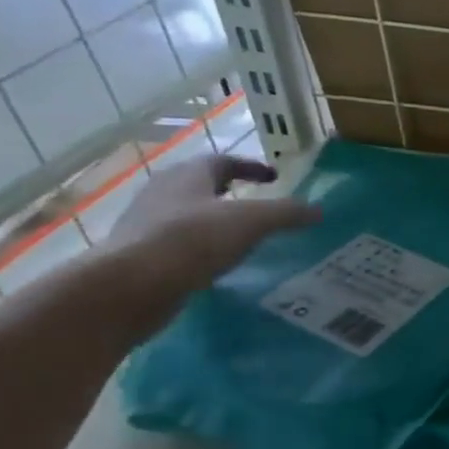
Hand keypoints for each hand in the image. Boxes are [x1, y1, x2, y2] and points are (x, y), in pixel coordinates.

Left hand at [107, 155, 317, 318]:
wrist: (129, 287)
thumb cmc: (193, 239)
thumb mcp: (253, 221)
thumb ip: (287, 213)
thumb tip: (318, 210)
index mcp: (188, 175)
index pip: (224, 161)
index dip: (251, 167)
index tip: (274, 178)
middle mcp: (163, 192)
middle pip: (200, 185)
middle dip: (229, 192)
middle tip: (256, 204)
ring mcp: (145, 223)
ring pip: (187, 214)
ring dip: (213, 221)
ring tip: (242, 237)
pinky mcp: (139, 254)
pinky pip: (178, 243)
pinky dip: (200, 247)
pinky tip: (217, 264)